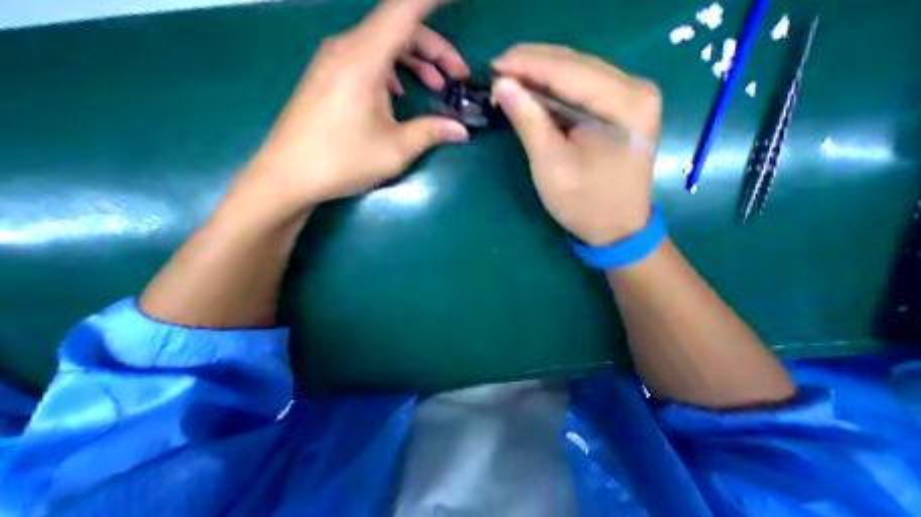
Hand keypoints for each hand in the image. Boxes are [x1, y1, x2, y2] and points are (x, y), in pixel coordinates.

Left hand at [233, 0, 468, 218]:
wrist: (290, 175)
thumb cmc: (343, 160)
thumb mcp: (395, 149)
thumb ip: (431, 133)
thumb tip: (461, 130)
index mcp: (363, 59)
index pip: (404, 11)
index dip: (432, 0)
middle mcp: (346, 49)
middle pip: (397, 30)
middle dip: (434, 49)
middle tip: (458, 76)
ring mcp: (333, 62)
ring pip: (382, 46)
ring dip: (414, 61)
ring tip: (436, 85)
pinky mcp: (328, 78)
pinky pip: (367, 61)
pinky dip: (391, 71)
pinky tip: (399, 92)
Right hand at [493, 44, 657, 244]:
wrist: (616, 230)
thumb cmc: (583, 204)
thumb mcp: (550, 164)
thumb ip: (529, 121)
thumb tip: (503, 85)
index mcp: (624, 102)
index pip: (567, 69)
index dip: (526, 64)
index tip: (492, 66)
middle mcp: (635, 89)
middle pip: (575, 64)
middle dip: (533, 65)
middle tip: (497, 72)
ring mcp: (631, 99)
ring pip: (578, 74)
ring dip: (541, 77)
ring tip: (509, 81)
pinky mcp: (621, 111)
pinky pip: (582, 92)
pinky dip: (555, 92)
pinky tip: (533, 95)